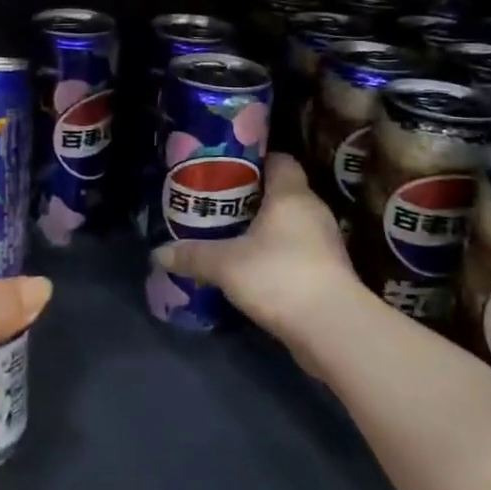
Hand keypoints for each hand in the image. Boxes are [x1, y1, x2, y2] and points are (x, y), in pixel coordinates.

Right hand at [155, 153, 358, 360]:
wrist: (332, 329)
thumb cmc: (279, 276)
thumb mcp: (225, 264)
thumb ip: (192, 255)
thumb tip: (158, 253)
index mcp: (291, 195)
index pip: (280, 160)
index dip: (255, 161)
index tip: (226, 170)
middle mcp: (313, 211)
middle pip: (282, 192)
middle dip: (252, 198)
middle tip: (218, 204)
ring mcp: (325, 243)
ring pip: (290, 224)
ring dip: (264, 229)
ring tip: (230, 236)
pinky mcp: (328, 272)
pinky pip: (297, 251)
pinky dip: (276, 255)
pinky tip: (251, 268)